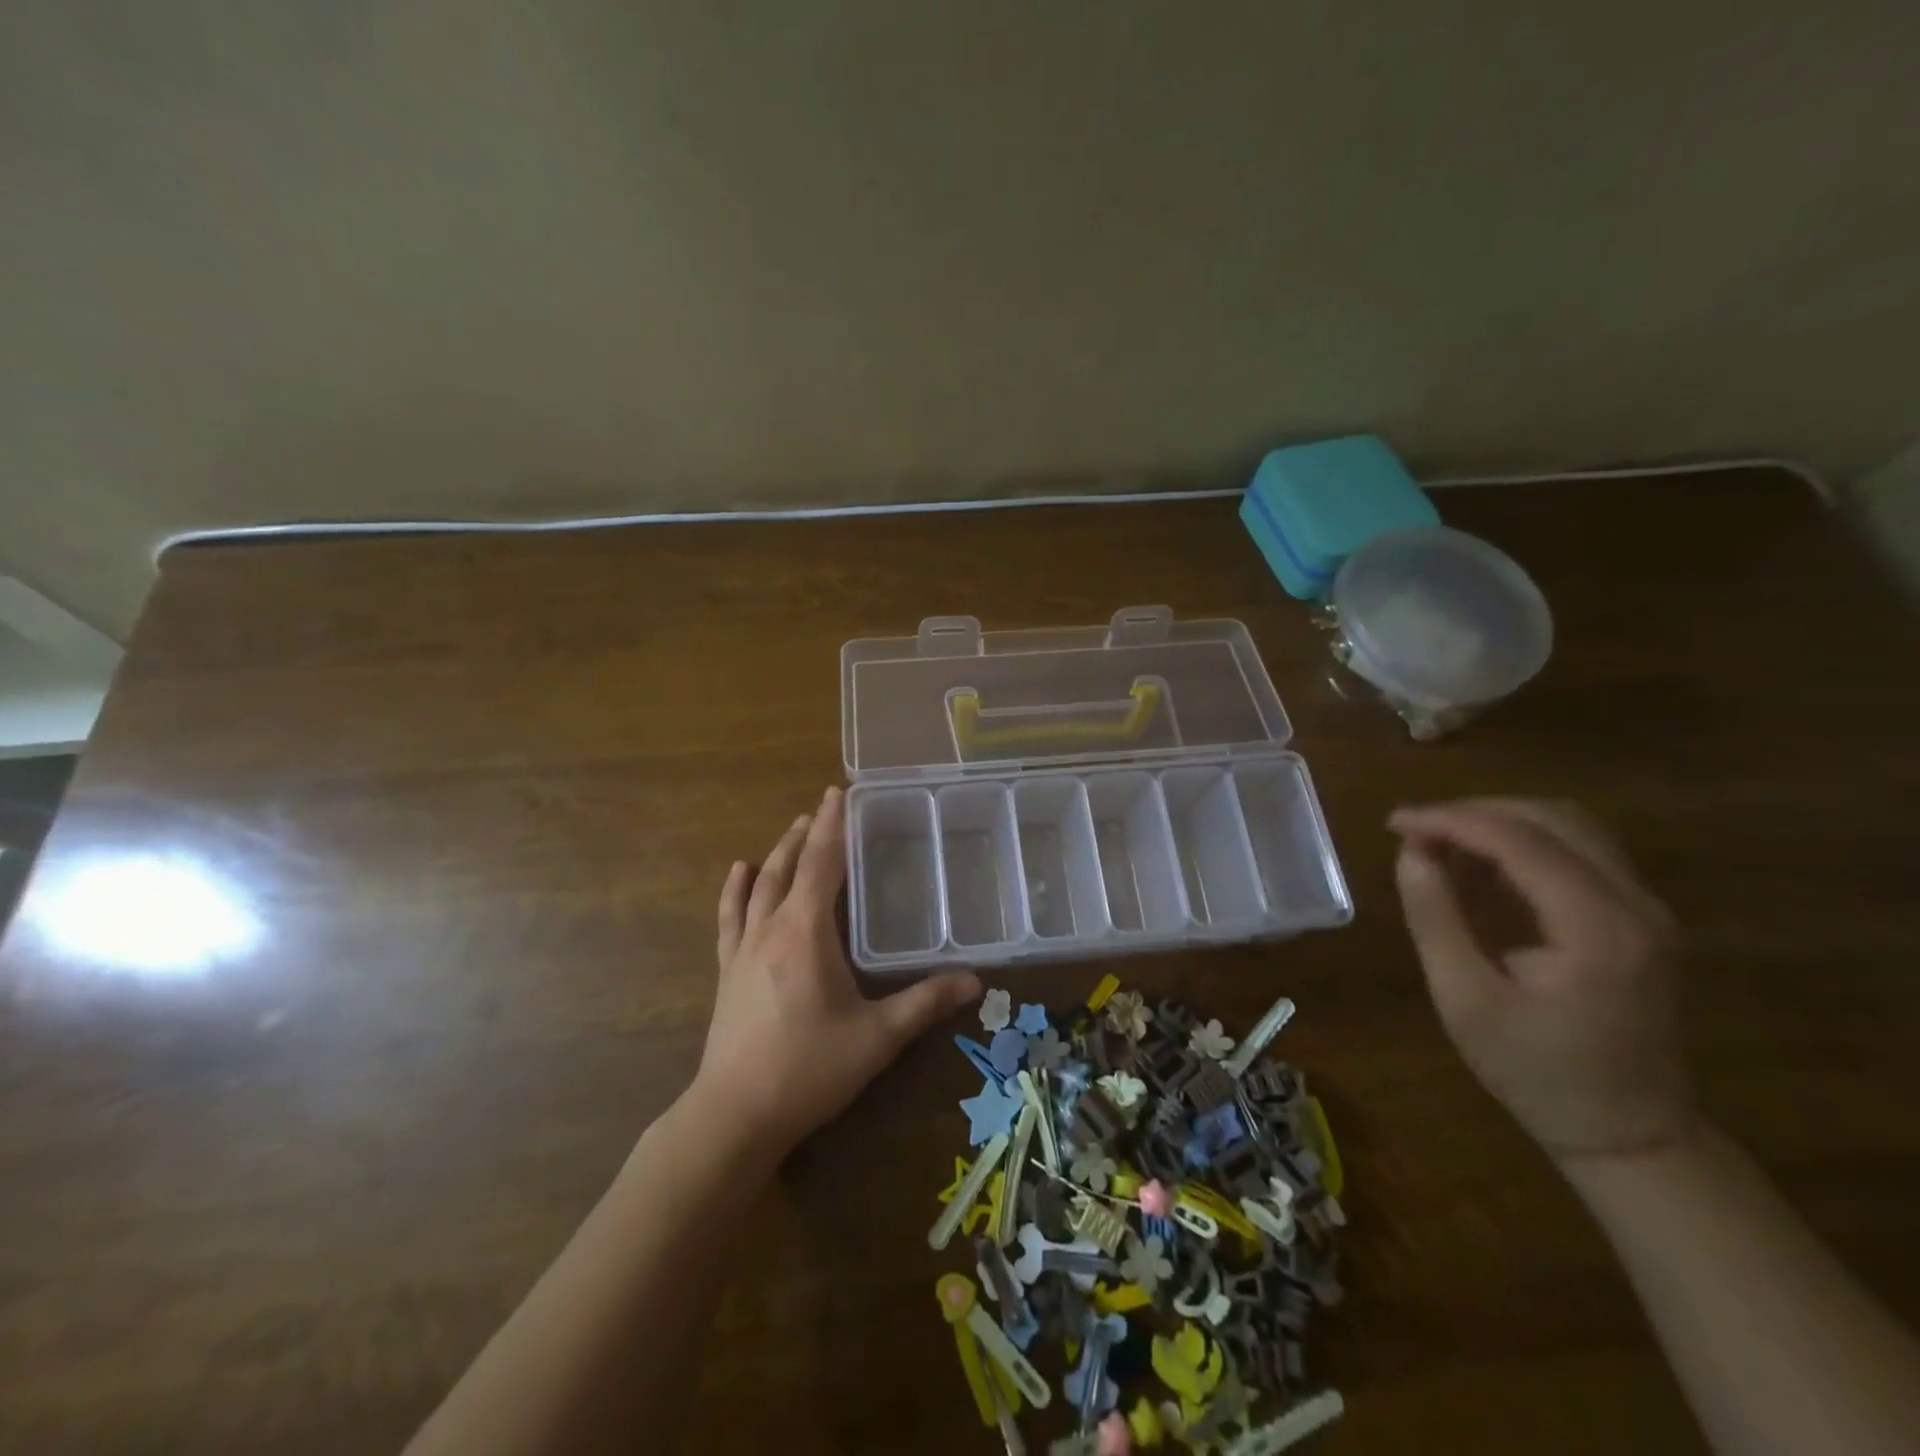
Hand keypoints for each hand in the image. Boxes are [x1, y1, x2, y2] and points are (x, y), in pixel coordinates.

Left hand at [693, 786, 981, 1158]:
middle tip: (821, 809)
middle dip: (806, 834)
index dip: (832, 826)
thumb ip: (925, 1004)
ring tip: (792, 830)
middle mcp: (771, 929)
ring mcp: (742, 950)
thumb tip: (975, 982)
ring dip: (776, 854)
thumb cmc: (808, 1070)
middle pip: (787, 867)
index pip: (820, 864)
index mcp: (806, 933)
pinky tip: (737, 871)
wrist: (734, 1115)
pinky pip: (729, 919)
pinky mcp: (726, 972)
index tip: (838, 792)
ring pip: (759, 887)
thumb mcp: (876, 1038)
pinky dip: (734, 891)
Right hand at [1389, 798, 1692, 1164]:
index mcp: (1597, 927)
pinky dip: (1524, 844)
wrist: (1630, 1134)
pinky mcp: (1639, 918)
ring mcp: (1645, 909)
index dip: (1449, 820)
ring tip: (1441, 843)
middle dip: (1475, 812)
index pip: (1519, 840)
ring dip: (1501, 822)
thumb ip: (1436, 919)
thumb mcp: (1465, 999)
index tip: (1394, 823)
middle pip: (1553, 818)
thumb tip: (1411, 853)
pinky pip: (1580, 853)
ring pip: (1570, 827)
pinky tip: (1480, 867)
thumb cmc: (1536, 1072)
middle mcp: (1635, 904)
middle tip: (1415, 830)